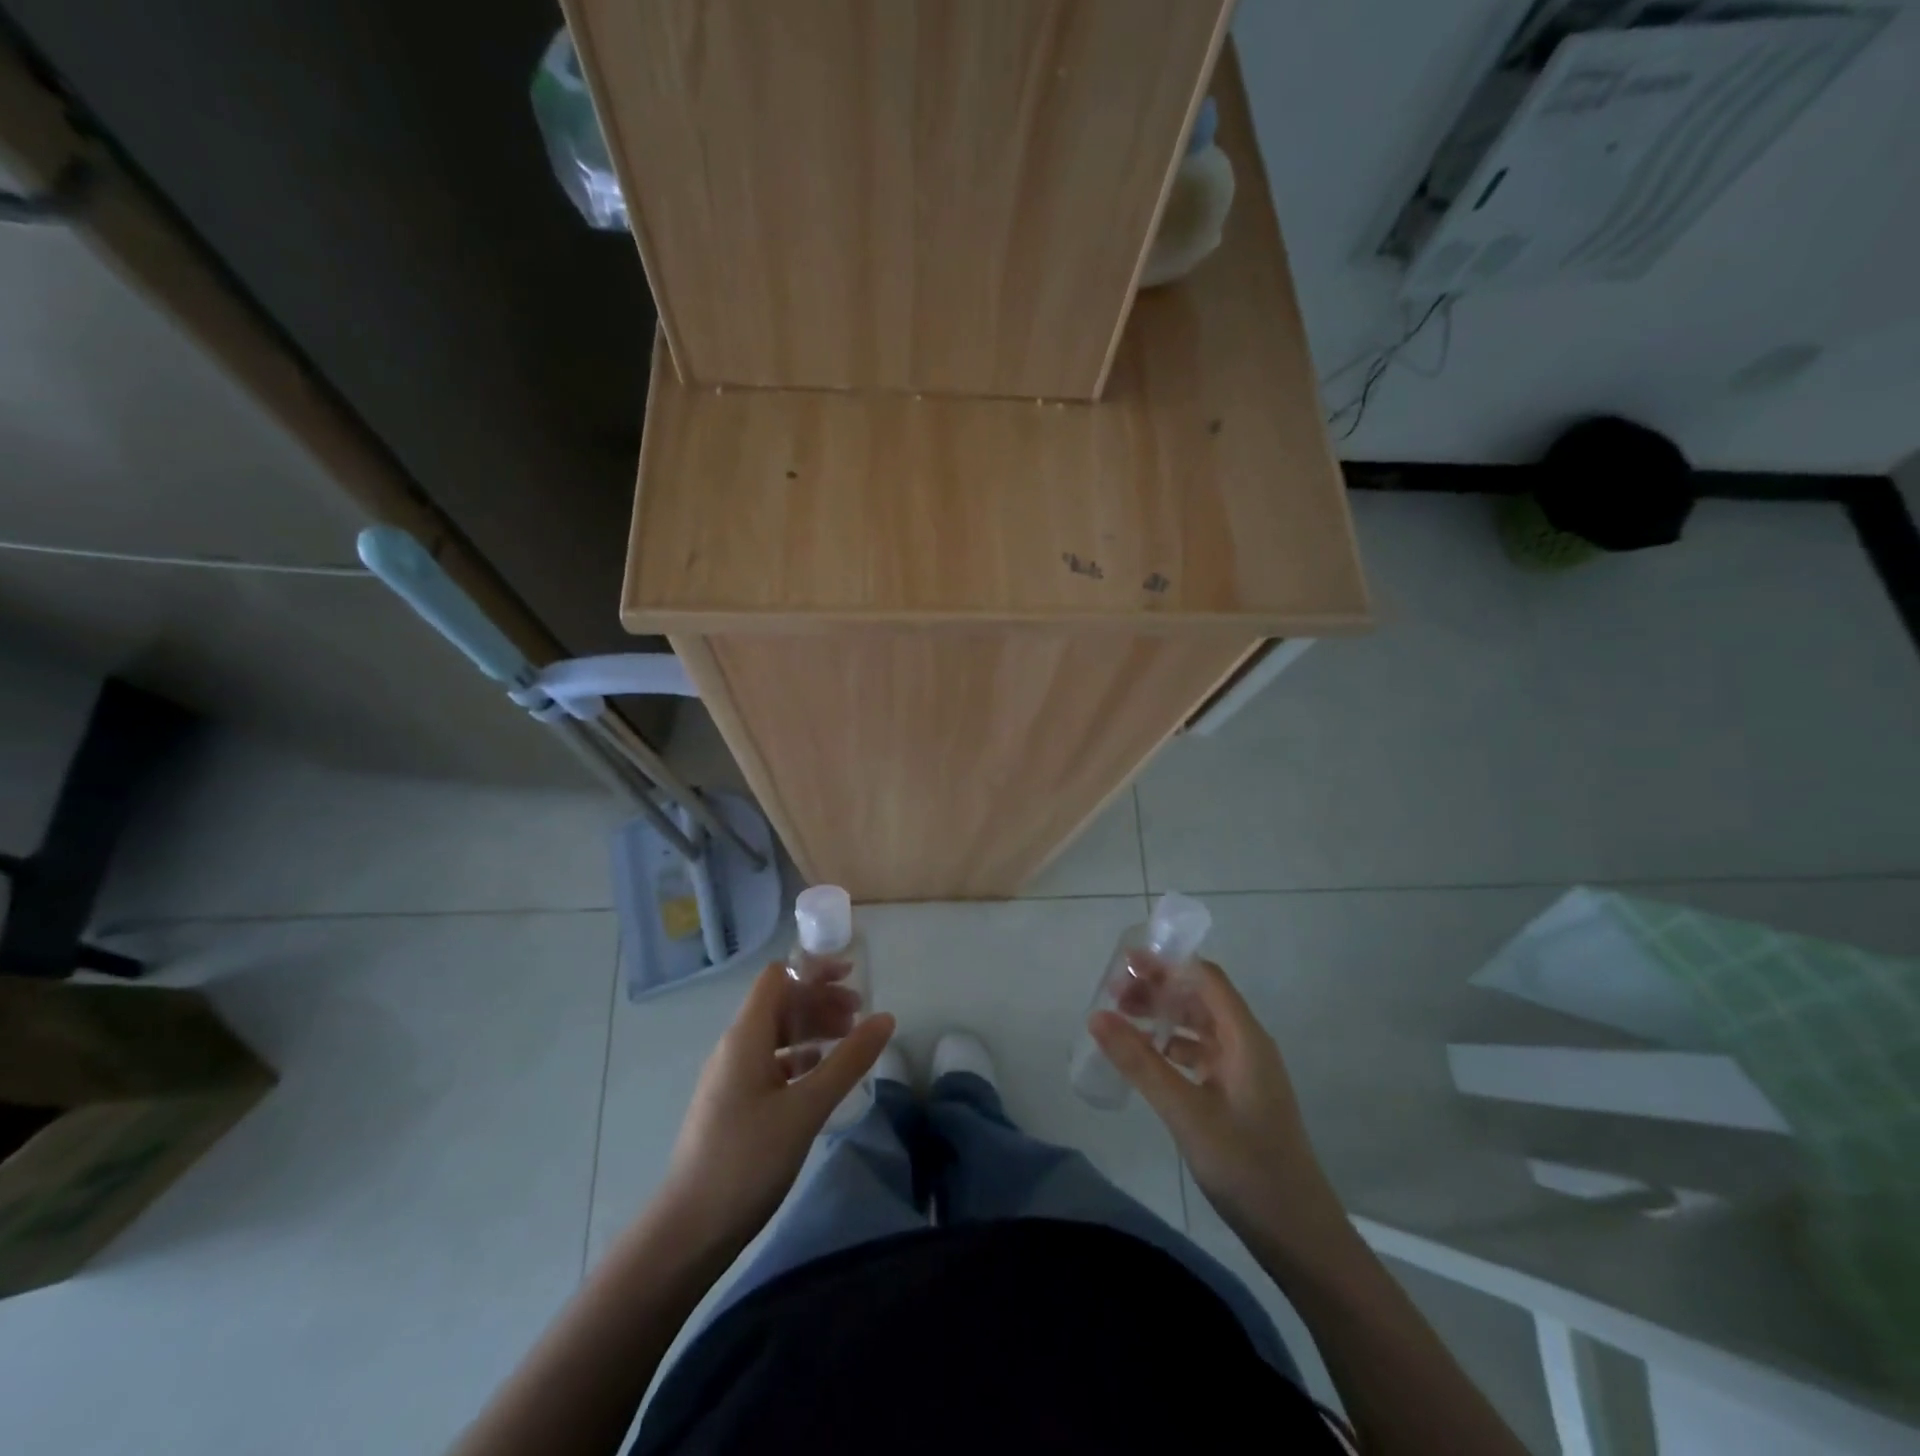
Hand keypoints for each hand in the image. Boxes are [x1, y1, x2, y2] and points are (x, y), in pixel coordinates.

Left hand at [663, 962, 894, 1247]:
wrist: (689, 1231)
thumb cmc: (747, 1160)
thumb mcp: (806, 1108)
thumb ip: (848, 1061)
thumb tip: (885, 1018)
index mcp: (745, 1036)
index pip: (778, 976)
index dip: (813, 969)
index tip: (853, 978)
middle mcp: (735, 1047)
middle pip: (780, 1003)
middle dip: (820, 1000)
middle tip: (860, 1016)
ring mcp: (731, 1077)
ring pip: (776, 1034)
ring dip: (812, 1029)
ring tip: (848, 1042)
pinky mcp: (733, 1105)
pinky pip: (771, 1063)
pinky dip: (800, 1058)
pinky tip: (820, 1076)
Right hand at [1089, 958, 1346, 1259]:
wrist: (1299, 1236)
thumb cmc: (1246, 1166)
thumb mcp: (1185, 1112)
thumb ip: (1140, 1062)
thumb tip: (1095, 1015)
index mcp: (1245, 1038)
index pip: (1206, 979)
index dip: (1167, 964)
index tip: (1125, 962)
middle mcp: (1247, 1046)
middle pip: (1201, 998)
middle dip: (1159, 988)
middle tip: (1113, 992)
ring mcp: (1245, 1072)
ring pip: (1199, 1027)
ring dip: (1164, 1017)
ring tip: (1122, 1019)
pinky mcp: (1239, 1097)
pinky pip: (1201, 1055)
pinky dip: (1172, 1047)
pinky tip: (1146, 1059)